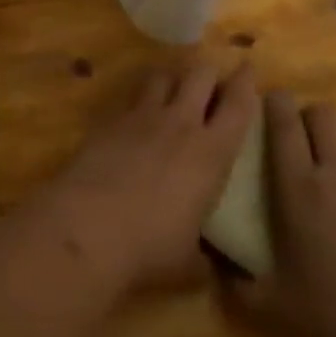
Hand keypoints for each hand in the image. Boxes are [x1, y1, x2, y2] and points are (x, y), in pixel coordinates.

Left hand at [33, 58, 257, 293]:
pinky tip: (136, 114)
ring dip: (173, 77)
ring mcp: (141, 117)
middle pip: (199, 75)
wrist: (87, 227)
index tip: (248, 67)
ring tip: (174, 86)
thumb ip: (206, 257)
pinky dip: (139, 99)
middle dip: (209, 72)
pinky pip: (130, 97)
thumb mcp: (188, 262)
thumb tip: (215, 268)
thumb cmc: (149, 247)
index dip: (245, 82)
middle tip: (212, 80)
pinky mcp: (109, 120)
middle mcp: (179, 123)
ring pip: (163, 76)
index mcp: (210, 152)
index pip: (237, 105)